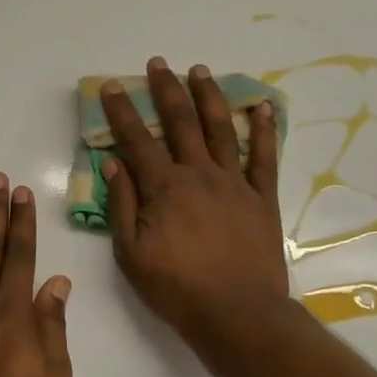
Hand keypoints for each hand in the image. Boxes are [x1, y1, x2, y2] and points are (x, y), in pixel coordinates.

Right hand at [101, 58, 289, 341]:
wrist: (237, 313)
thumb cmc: (177, 288)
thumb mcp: (131, 253)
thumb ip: (122, 206)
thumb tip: (113, 164)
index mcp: (164, 188)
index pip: (136, 141)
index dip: (122, 112)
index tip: (111, 86)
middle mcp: (199, 174)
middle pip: (180, 123)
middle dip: (166, 90)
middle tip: (158, 64)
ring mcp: (234, 183)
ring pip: (221, 129)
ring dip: (209, 97)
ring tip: (200, 71)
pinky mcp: (261, 198)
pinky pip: (264, 157)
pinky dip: (264, 130)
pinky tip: (261, 107)